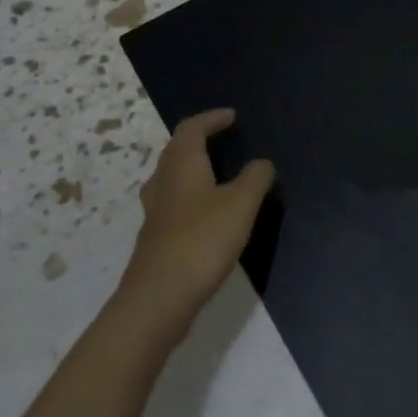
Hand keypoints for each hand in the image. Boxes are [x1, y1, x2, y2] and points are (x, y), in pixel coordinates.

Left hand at [115, 108, 273, 338]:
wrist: (158, 299)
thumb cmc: (202, 240)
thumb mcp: (241, 204)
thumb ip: (256, 178)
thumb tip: (262, 163)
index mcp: (182, 164)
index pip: (192, 128)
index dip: (211, 119)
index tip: (231, 117)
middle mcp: (163, 182)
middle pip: (176, 150)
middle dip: (198, 140)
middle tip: (222, 140)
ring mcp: (154, 213)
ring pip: (171, 178)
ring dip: (191, 169)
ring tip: (216, 174)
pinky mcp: (155, 239)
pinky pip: (172, 203)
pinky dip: (190, 196)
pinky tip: (206, 214)